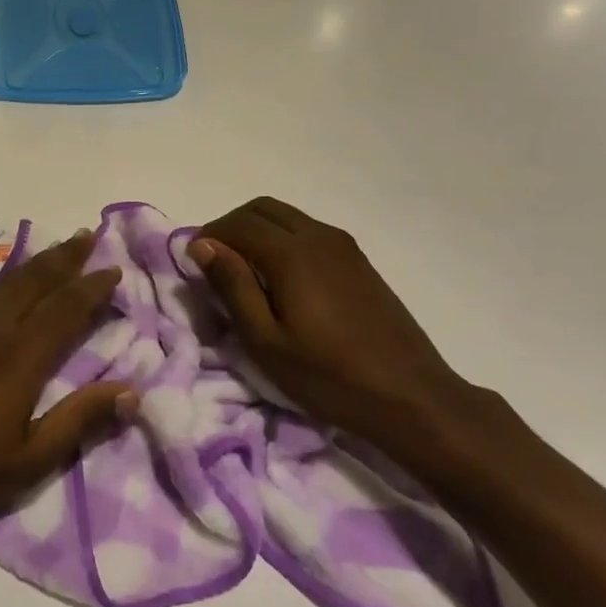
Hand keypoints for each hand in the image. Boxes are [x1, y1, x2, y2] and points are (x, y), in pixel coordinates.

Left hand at [0, 231, 135, 533]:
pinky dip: (7, 281)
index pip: (64, 309)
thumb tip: (130, 391)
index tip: (113, 269)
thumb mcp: (27, 462)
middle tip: (88, 236)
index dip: (91, 287)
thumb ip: (78, 420)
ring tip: (60, 250)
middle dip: (65, 256)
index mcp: (17, 358)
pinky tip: (12, 286)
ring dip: (37, 263)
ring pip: (6, 283)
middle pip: (34, 280)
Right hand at [190, 198, 479, 455]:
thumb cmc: (329, 376)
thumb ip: (233, 286)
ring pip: (287, 217)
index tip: (193, 264)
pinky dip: (282, 239)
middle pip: (261, 209)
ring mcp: (343, 246)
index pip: (237, 224)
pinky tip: (282, 280)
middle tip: (216, 264)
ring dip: (257, 231)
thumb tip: (202, 245)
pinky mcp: (359, 261)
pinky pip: (309, 232)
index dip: (209, 237)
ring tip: (245, 272)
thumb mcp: (266, 341)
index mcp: (292, 253)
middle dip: (231, 227)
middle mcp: (318, 236)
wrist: (412, 397)